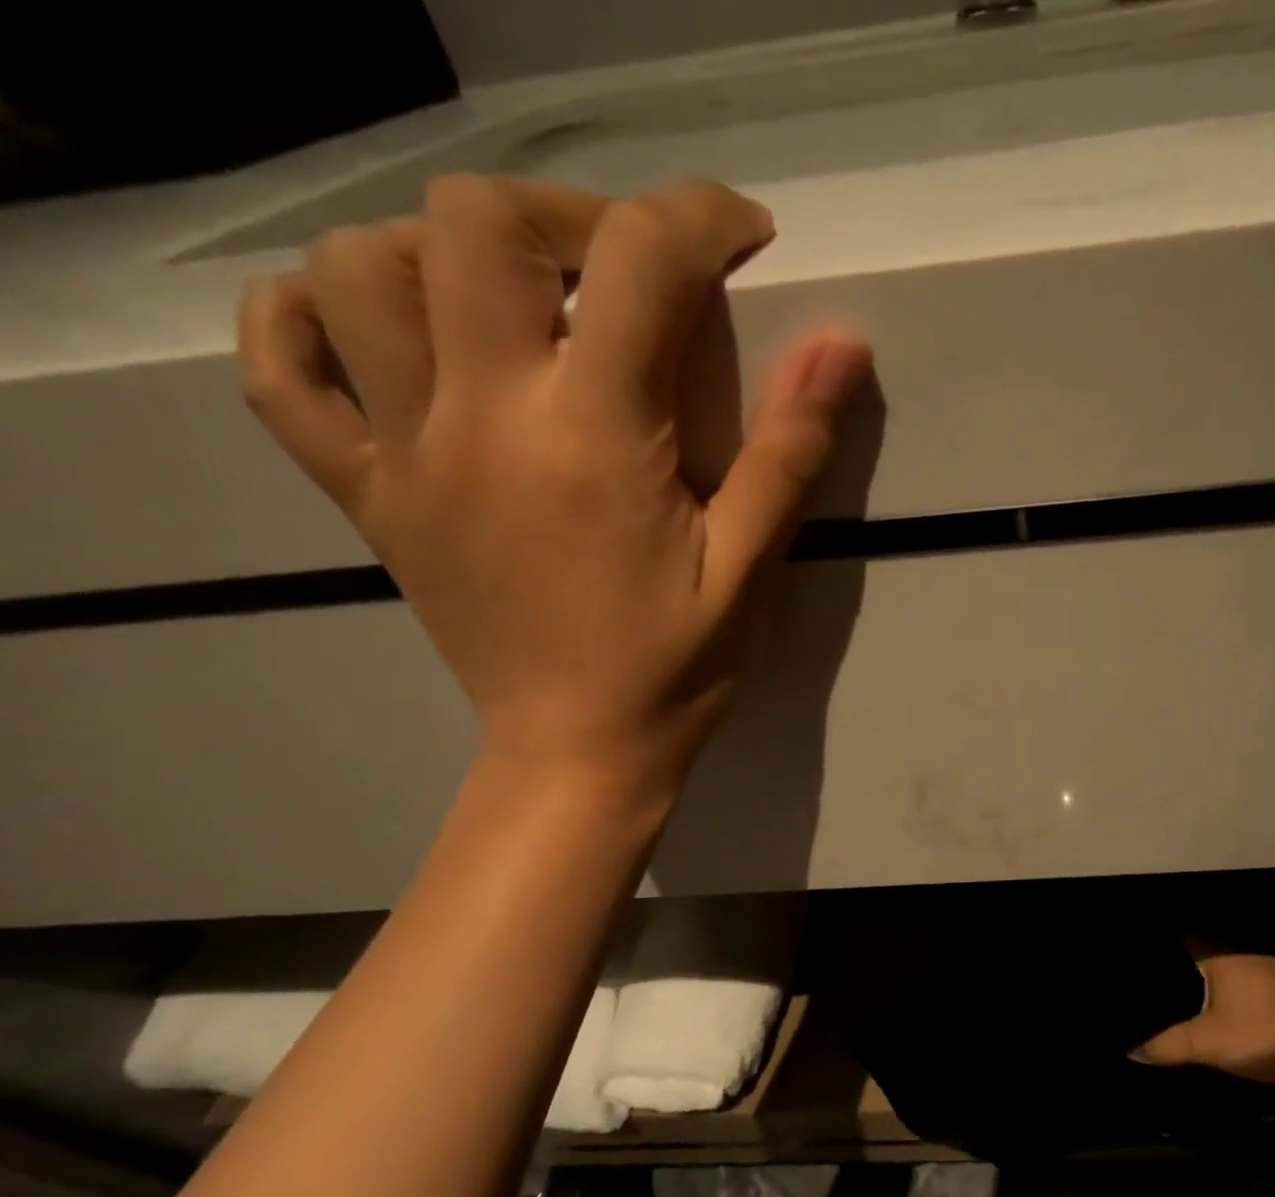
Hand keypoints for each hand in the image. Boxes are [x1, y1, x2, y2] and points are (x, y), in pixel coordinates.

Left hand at [237, 174, 871, 799]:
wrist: (578, 751)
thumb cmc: (677, 668)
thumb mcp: (749, 568)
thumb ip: (790, 452)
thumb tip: (843, 345)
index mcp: (593, 438)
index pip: (638, 262)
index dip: (699, 218)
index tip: (741, 237)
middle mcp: (484, 419)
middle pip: (476, 221)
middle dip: (568, 216)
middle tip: (625, 273)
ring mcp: (407, 454)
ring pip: (362, 270)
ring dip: (444, 252)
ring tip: (518, 303)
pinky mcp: (367, 495)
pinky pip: (280, 373)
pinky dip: (305, 319)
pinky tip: (373, 327)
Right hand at [1134, 948, 1274, 1084]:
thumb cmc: (1260, 1038)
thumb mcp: (1206, 1044)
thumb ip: (1167, 1045)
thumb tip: (1131, 1050)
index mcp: (1226, 958)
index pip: (1191, 942)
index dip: (1173, 951)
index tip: (1156, 959)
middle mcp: (1253, 956)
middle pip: (1217, 958)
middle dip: (1200, 972)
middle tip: (1177, 988)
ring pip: (1244, 972)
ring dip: (1230, 986)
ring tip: (1208, 1003)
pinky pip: (1265, 987)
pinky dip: (1252, 998)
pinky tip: (1247, 1017)